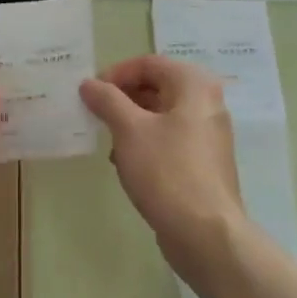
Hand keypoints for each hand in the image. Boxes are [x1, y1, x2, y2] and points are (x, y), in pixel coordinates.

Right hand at [80, 55, 246, 277]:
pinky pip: (169, 139)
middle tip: (95, 114)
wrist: (205, 234)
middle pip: (157, 86)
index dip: (116, 74)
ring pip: (161, 115)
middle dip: (122, 98)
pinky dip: (145, 143)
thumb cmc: (166, 171)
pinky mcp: (203, 163)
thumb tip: (89, 84)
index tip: (90, 93)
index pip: (149, 63)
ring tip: (107, 139)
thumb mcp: (129, 130)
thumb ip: (107, 100)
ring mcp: (208, 135)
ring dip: (131, 122)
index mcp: (194, 86)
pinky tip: (125, 163)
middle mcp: (206, 103)